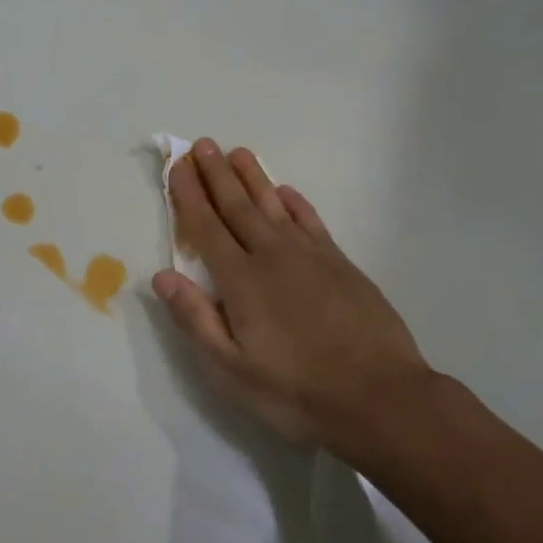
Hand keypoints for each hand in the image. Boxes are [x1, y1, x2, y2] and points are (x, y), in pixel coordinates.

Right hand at [151, 139, 434, 456]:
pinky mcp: (341, 264)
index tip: (178, 167)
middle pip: (237, 207)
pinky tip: (286, 192)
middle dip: (217, 175)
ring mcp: (311, 257)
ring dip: (253, 178)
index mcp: (240, 281)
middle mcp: (272, 256)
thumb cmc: (295, 390)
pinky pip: (312, 222)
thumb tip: (162, 275)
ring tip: (238, 153)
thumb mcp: (231, 369)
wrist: (380, 397)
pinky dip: (295, 203)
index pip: (206, 227)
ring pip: (274, 206)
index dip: (189, 196)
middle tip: (203, 145)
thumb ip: (195, 319)